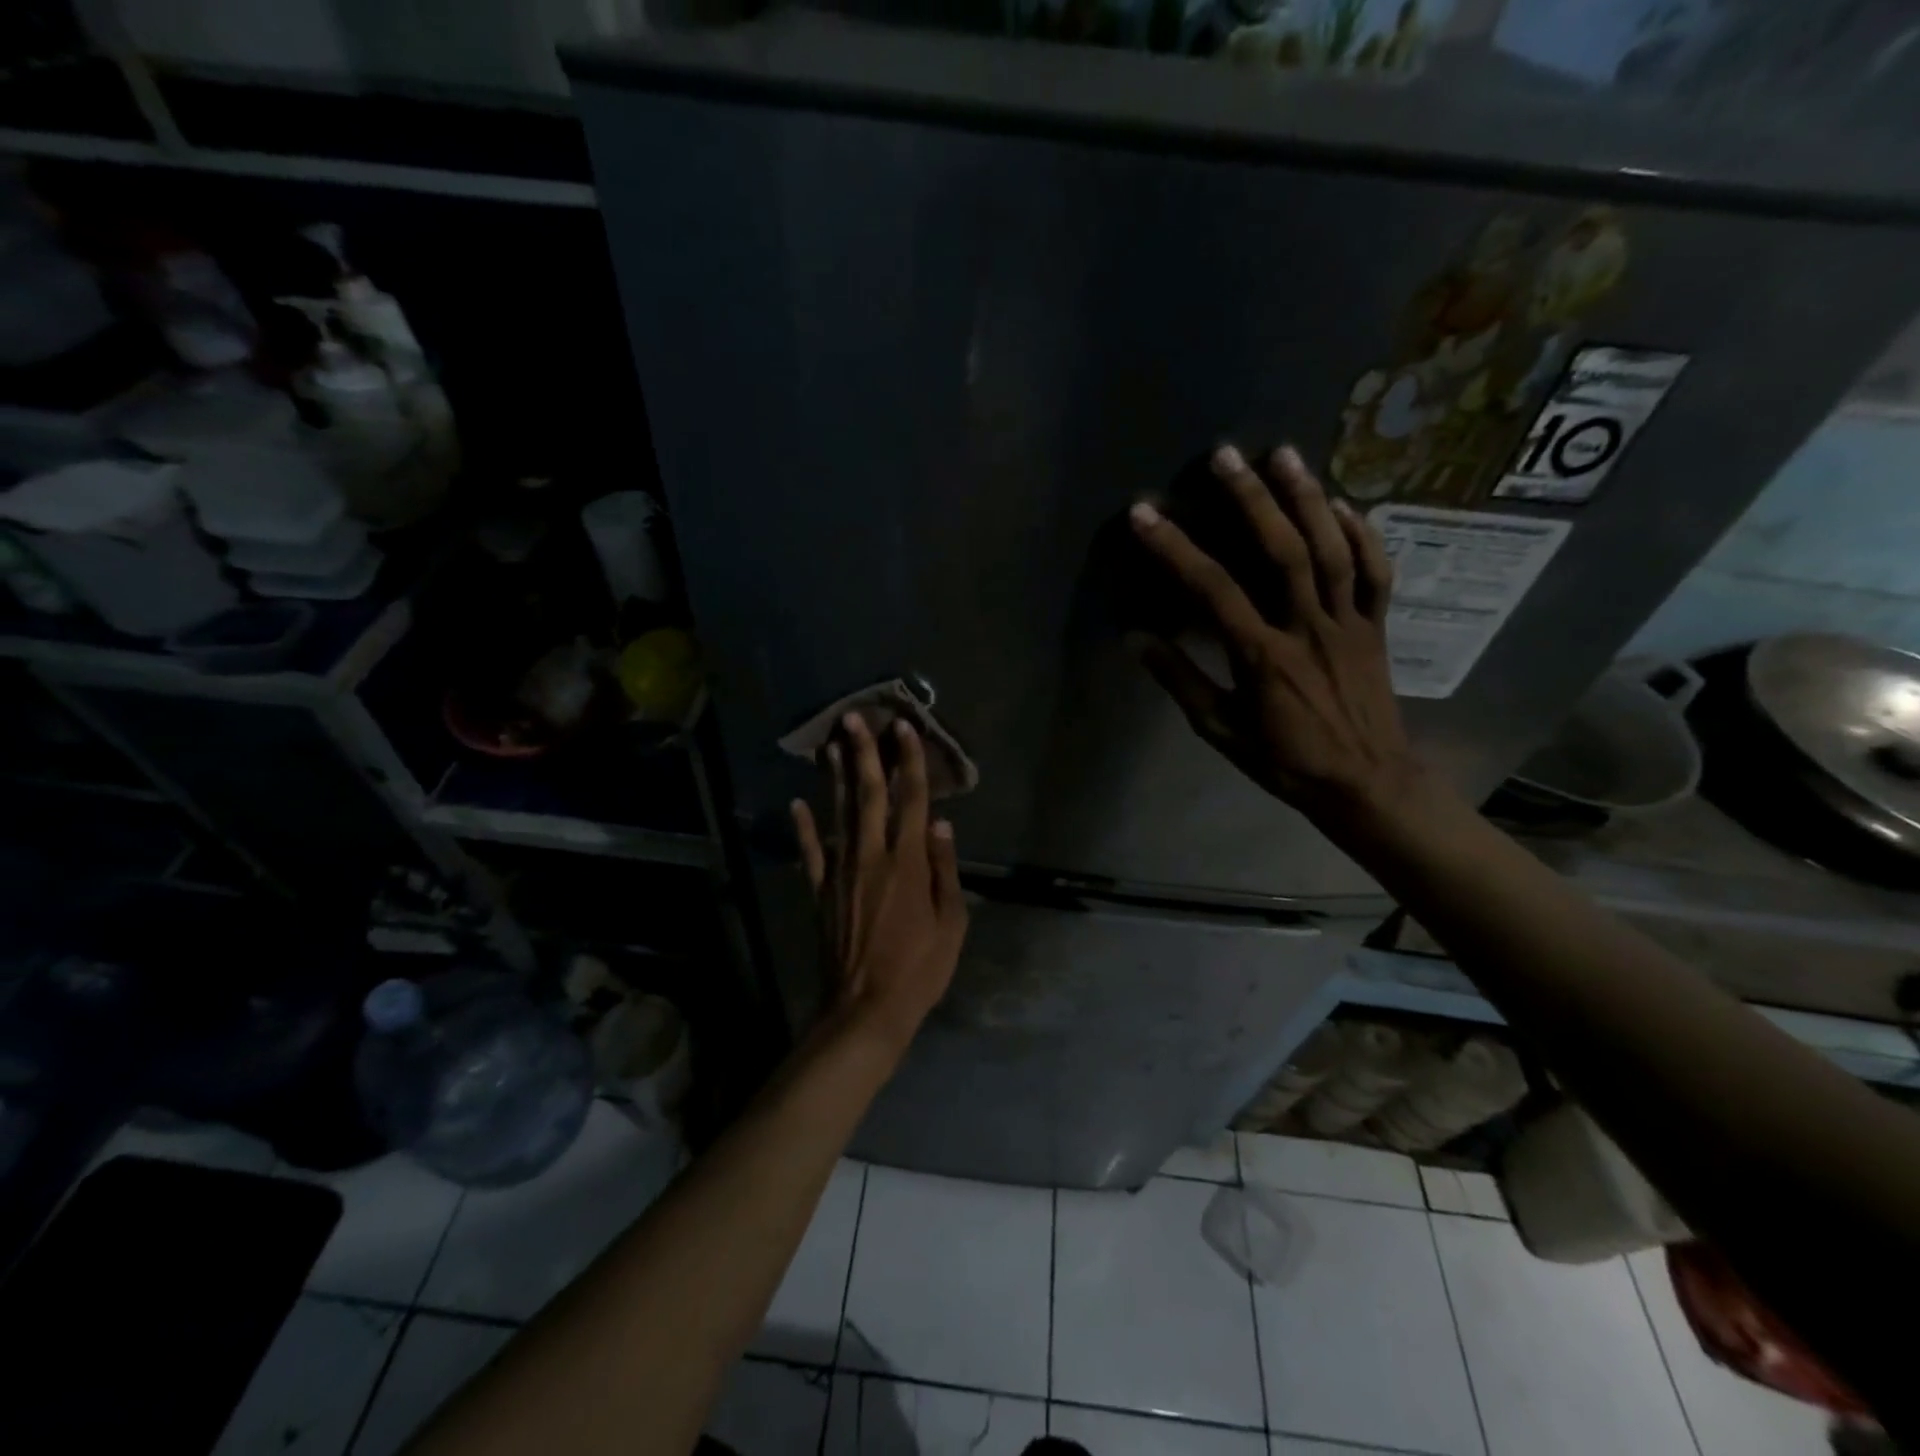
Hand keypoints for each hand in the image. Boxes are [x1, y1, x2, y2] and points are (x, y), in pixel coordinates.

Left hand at [791, 714, 967, 1053]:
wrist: (865, 1008)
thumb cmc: (919, 968)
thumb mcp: (951, 924)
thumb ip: (945, 870)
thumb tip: (940, 824)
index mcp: (908, 862)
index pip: (911, 799)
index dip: (909, 762)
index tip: (904, 729)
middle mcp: (872, 855)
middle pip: (868, 795)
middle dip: (863, 754)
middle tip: (854, 718)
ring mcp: (841, 871)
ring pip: (837, 814)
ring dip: (834, 777)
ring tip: (830, 744)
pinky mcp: (819, 891)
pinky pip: (810, 852)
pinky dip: (802, 827)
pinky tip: (795, 804)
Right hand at [1129, 443, 1422, 828]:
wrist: (1367, 784)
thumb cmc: (1285, 761)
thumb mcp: (1220, 731)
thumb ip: (1180, 681)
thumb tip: (1135, 639)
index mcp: (1263, 656)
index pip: (1212, 590)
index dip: (1175, 548)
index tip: (1145, 514)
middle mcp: (1308, 628)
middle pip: (1282, 551)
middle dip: (1251, 499)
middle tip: (1224, 455)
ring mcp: (1350, 623)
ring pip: (1332, 549)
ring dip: (1307, 498)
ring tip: (1283, 454)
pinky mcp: (1377, 627)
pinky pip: (1376, 573)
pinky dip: (1364, 534)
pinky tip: (1345, 503)